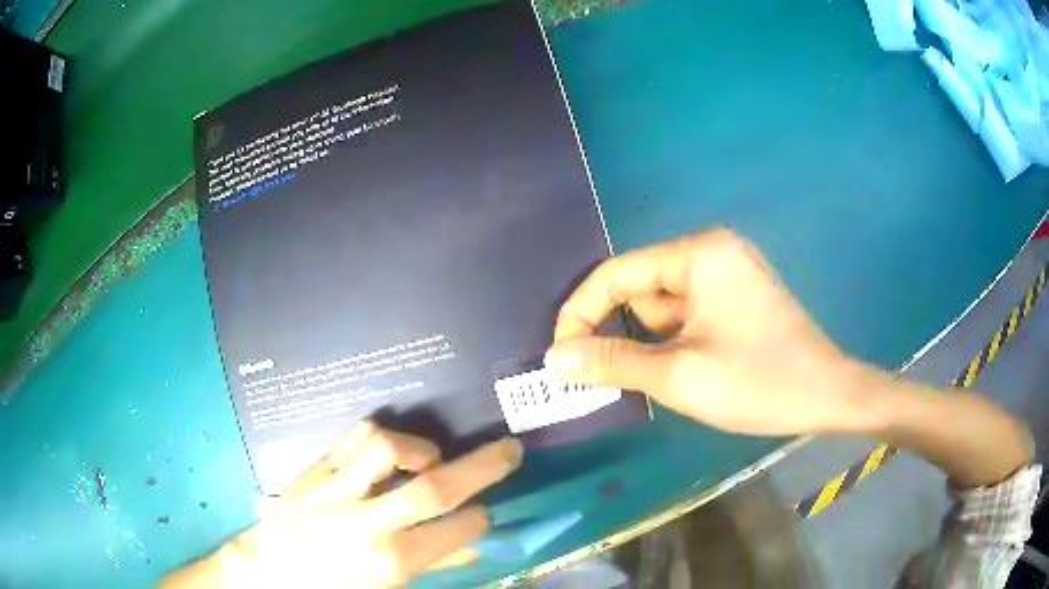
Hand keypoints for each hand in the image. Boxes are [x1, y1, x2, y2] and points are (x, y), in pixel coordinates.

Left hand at [160, 422, 521, 587]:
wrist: (270, 568)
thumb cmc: (335, 585)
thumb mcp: (389, 587)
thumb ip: (434, 564)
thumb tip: (472, 542)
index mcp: (391, 561)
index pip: (456, 530)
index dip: (481, 517)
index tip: (486, 512)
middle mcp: (368, 523)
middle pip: (435, 487)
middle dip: (484, 466)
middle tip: (510, 449)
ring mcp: (338, 490)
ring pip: (387, 448)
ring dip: (421, 448)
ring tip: (430, 458)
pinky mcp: (317, 469)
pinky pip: (354, 436)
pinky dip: (383, 436)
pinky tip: (390, 451)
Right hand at [545, 228, 868, 435]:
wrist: (827, 396)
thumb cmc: (758, 382)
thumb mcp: (678, 376)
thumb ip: (611, 362)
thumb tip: (554, 358)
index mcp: (698, 253)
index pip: (617, 273)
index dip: (580, 312)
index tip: (560, 355)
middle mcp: (711, 251)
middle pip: (640, 288)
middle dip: (621, 332)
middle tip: (601, 378)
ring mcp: (727, 274)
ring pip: (663, 307)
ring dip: (650, 344)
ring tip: (662, 381)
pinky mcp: (736, 298)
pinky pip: (687, 315)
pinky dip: (672, 343)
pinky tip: (682, 372)